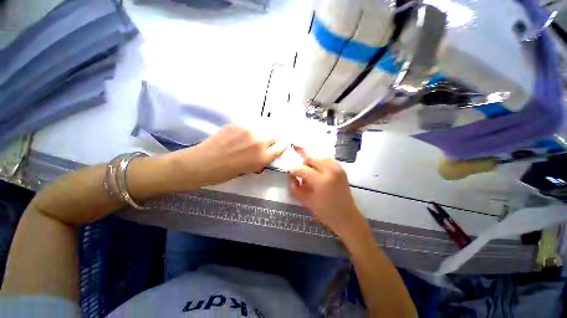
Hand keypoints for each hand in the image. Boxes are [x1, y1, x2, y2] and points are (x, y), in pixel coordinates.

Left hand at [172, 124, 286, 186]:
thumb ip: (261, 159)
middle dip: (273, 139)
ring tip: (257, 134)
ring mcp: (249, 130)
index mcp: (262, 157)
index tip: (280, 145)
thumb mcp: (249, 170)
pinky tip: (247, 131)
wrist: (204, 162)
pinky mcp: (238, 123)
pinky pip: (252, 123)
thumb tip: (267, 151)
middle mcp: (259, 142)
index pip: (280, 147)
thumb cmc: (226, 172)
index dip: (281, 146)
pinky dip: (253, 127)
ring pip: (265, 126)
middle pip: (275, 135)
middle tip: (268, 141)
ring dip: (264, 131)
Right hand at [288, 146, 366, 237]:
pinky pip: (328, 158)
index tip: (289, 172)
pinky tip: (318, 168)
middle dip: (303, 163)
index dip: (293, 170)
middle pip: (311, 158)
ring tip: (309, 170)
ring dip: (312, 161)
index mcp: (321, 181)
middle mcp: (330, 171)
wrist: (346, 217)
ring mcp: (337, 168)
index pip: (302, 169)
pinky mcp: (341, 169)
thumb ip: (295, 187)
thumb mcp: (306, 201)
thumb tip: (291, 176)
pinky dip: (321, 161)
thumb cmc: (325, 212)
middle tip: (300, 172)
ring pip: (319, 156)